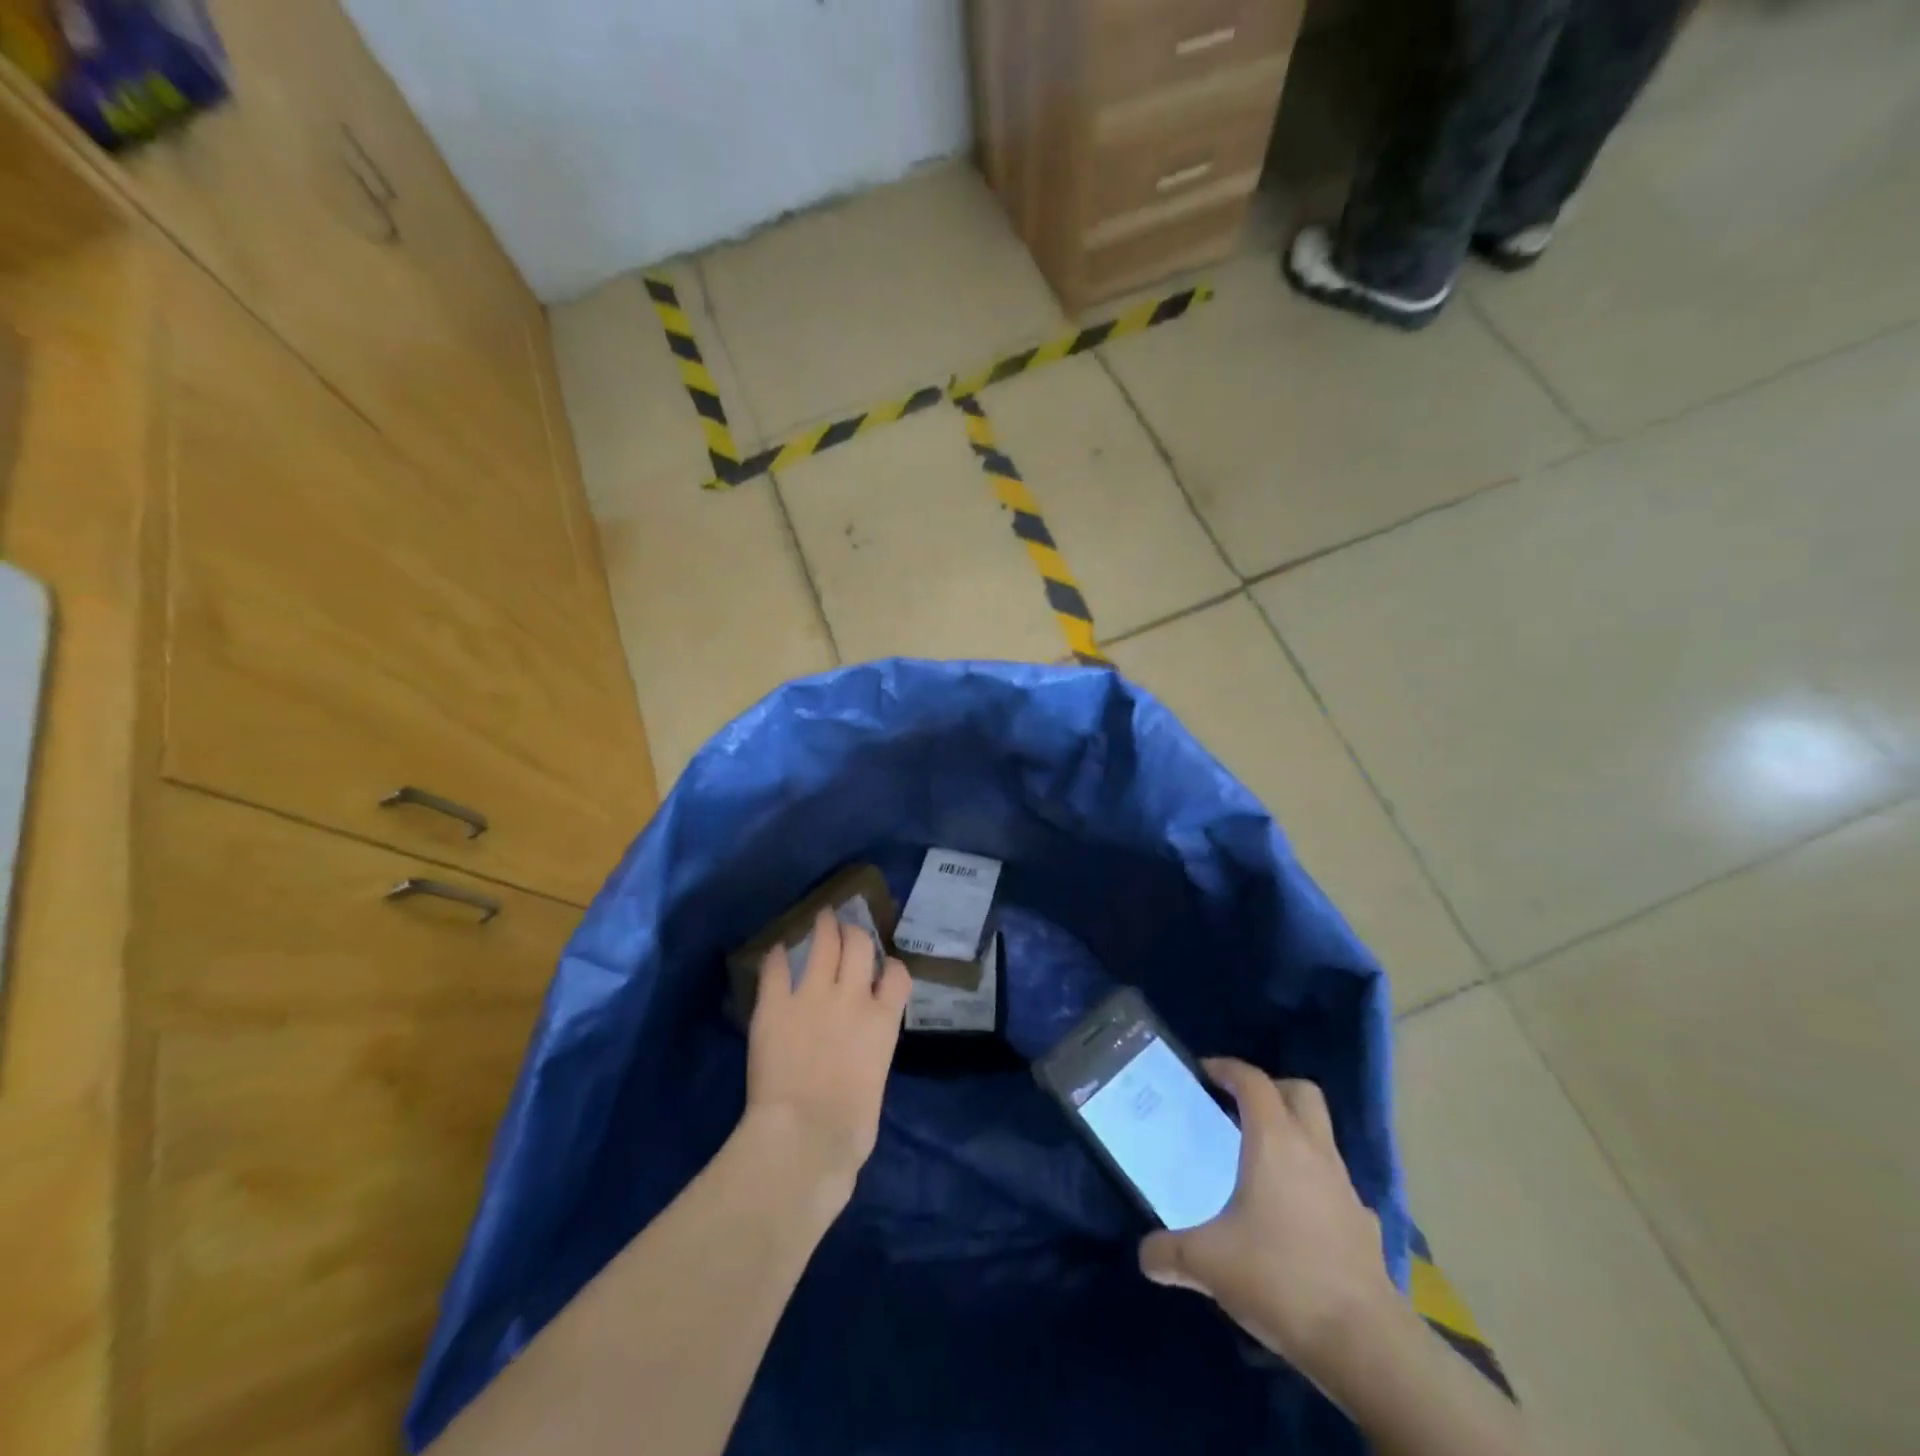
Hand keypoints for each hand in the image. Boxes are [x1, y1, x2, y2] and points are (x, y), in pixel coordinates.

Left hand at [744, 910, 910, 1201]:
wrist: (807, 1133)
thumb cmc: (850, 1126)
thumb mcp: (875, 1080)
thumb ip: (870, 1053)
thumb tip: (859, 1057)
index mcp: (883, 1020)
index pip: (897, 975)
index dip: (891, 966)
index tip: (884, 966)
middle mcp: (852, 997)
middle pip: (859, 946)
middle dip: (855, 931)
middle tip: (846, 924)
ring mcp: (812, 996)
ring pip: (824, 944)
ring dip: (823, 927)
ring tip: (821, 915)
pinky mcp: (775, 1005)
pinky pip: (776, 969)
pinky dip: (778, 957)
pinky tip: (777, 951)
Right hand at [1139, 1060, 1402, 1387]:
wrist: (1365, 1343)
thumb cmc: (1280, 1278)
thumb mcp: (1208, 1264)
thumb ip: (1169, 1252)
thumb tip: (1145, 1254)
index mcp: (1274, 1142)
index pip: (1253, 1081)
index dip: (1227, 1068)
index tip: (1203, 1073)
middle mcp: (1313, 1151)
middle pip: (1300, 1092)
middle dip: (1271, 1089)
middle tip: (1239, 1108)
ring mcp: (1345, 1187)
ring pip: (1321, 1135)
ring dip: (1294, 1135)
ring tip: (1261, 1164)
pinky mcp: (1364, 1224)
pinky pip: (1335, 1185)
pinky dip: (1314, 1185)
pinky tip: (1295, 1218)